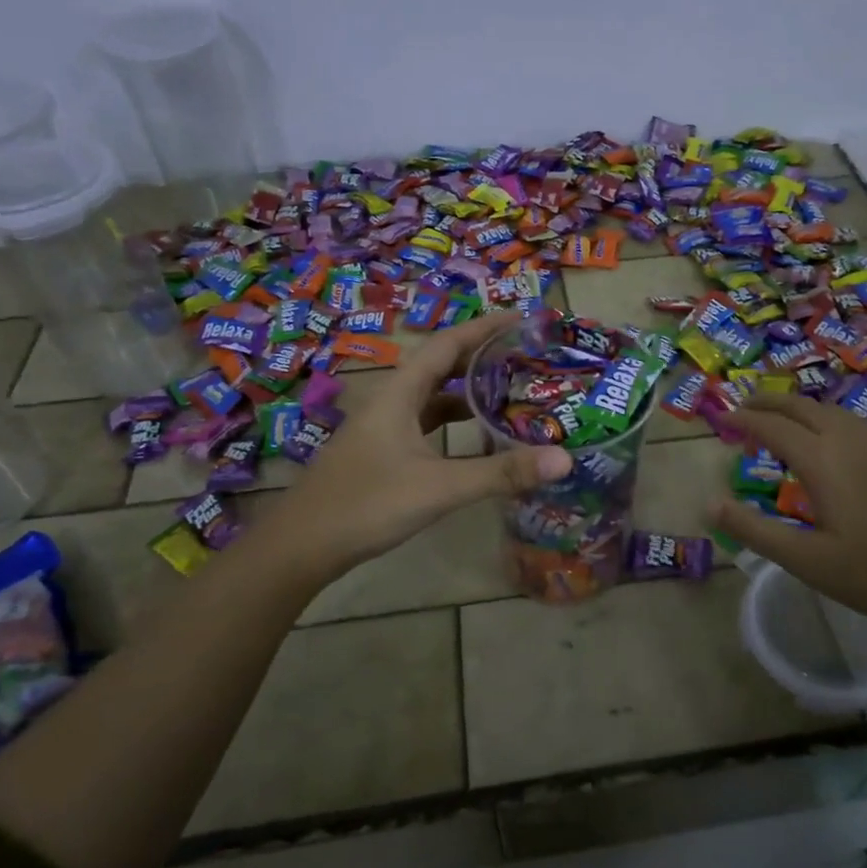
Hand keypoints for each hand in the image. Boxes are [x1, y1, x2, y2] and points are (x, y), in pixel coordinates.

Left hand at [261, 314, 571, 584]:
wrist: (302, 546)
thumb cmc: (367, 504)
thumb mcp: (439, 488)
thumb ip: (500, 473)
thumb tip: (564, 459)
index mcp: (399, 394)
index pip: (447, 345)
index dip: (484, 328)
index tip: (521, 320)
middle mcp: (390, 402)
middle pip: (440, 367)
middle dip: (481, 357)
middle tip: (525, 358)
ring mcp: (383, 429)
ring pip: (432, 398)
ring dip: (467, 392)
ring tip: (510, 393)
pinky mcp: (382, 454)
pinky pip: (425, 424)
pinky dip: (453, 423)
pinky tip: (475, 439)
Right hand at [711, 393, 866, 626]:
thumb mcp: (808, 560)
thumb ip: (756, 531)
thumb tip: (710, 504)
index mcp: (821, 460)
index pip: (773, 427)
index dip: (745, 419)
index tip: (723, 418)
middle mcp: (848, 440)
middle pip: (801, 407)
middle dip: (769, 401)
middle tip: (745, 405)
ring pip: (830, 410)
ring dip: (799, 406)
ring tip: (783, 416)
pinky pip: (852, 422)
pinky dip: (825, 418)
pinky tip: (832, 439)